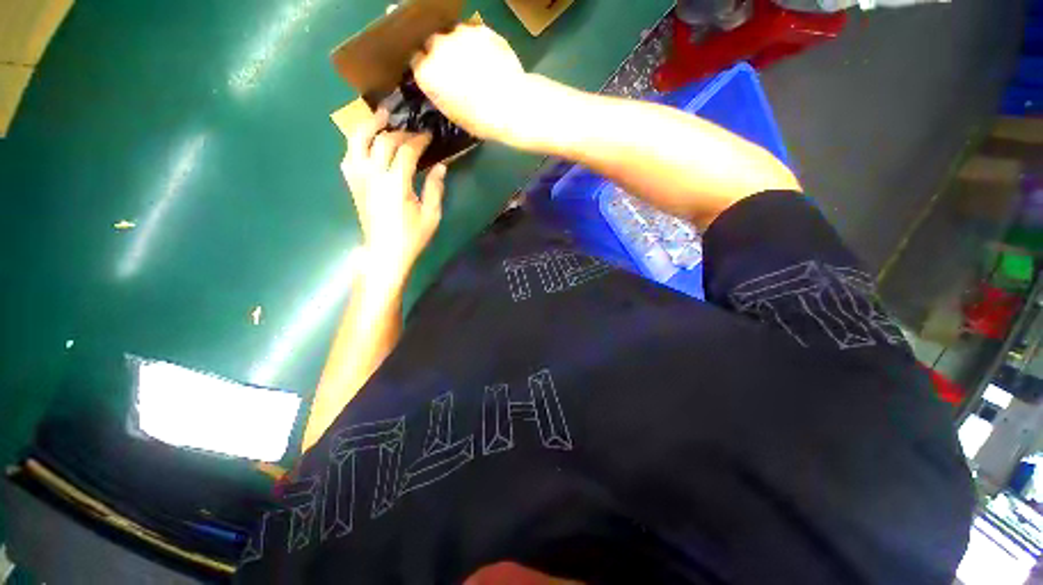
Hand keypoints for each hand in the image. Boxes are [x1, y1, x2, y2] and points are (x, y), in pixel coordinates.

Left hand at [341, 108, 446, 287]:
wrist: (385, 253)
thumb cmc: (412, 236)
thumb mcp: (431, 215)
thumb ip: (434, 188)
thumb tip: (441, 166)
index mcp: (396, 184)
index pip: (406, 151)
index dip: (418, 140)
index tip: (429, 135)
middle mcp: (373, 175)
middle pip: (383, 141)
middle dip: (400, 132)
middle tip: (413, 131)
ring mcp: (358, 178)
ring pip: (357, 141)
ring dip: (370, 125)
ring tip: (381, 116)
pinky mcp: (352, 184)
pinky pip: (349, 156)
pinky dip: (356, 144)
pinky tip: (366, 142)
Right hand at [411, 24, 529, 142]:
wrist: (511, 106)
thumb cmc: (481, 120)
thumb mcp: (453, 113)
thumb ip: (440, 91)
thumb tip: (442, 83)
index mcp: (426, 73)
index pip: (416, 60)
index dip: (427, 67)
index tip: (437, 74)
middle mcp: (437, 47)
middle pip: (432, 42)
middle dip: (441, 53)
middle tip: (457, 69)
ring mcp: (459, 34)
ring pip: (453, 34)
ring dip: (460, 45)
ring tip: (476, 63)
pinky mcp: (481, 29)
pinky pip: (475, 33)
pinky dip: (479, 43)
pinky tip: (490, 58)